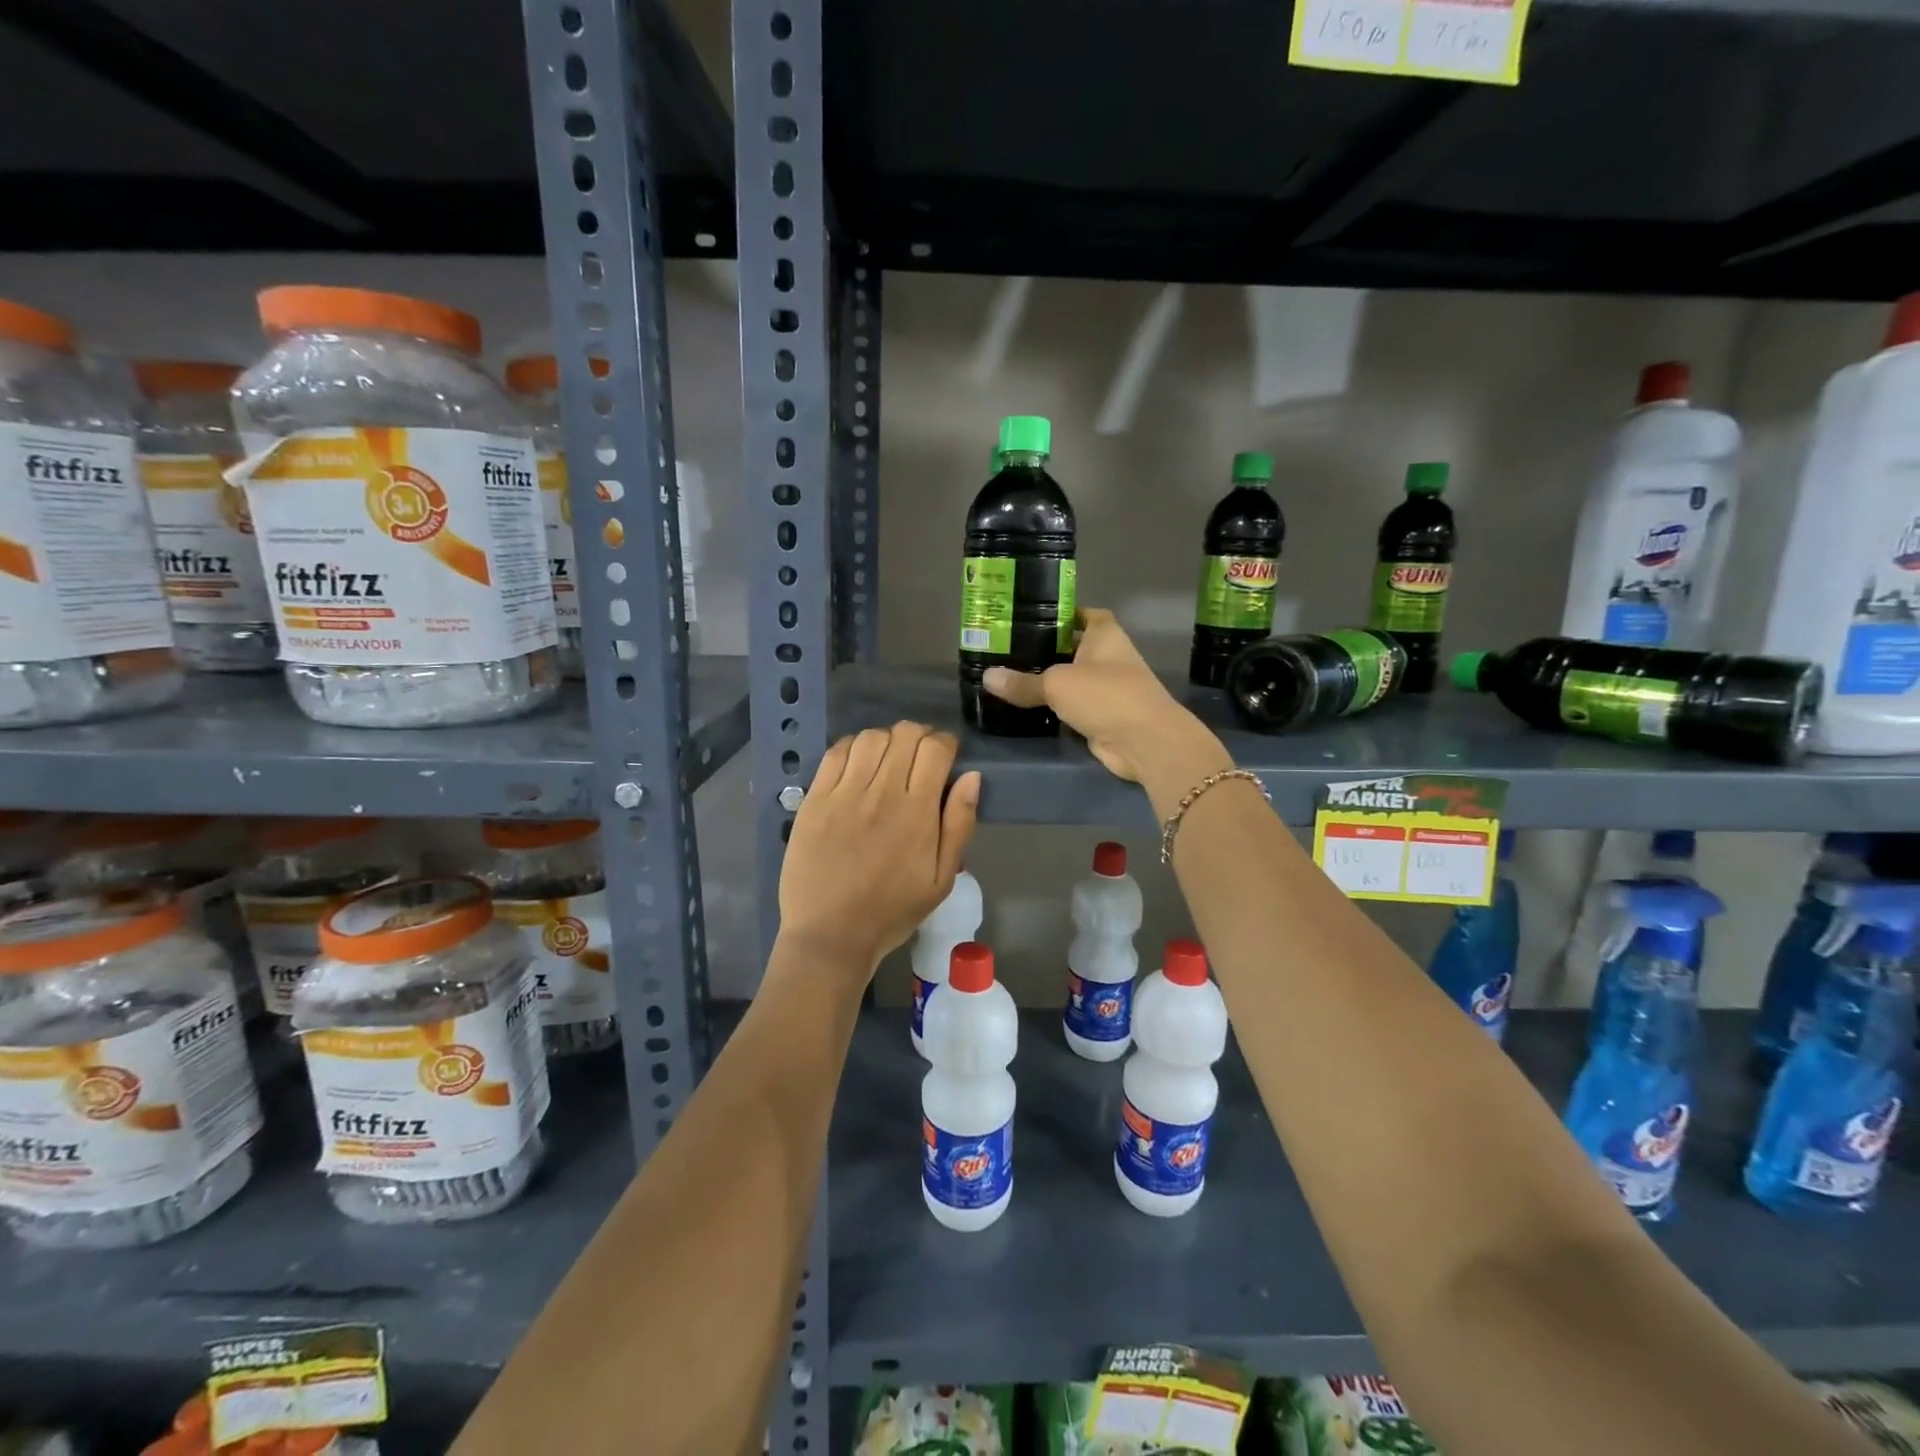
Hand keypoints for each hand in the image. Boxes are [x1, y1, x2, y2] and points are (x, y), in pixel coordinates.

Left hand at [778, 721, 980, 977]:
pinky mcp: (815, 799)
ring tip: (888, 760)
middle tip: (919, 757)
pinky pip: (835, 753)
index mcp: (917, 812)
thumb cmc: (892, 911)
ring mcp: (843, 793)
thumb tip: (971, 776)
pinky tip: (858, 765)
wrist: (831, 935)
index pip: (935, 749)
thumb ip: (959, 824)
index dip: (945, 743)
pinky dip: (853, 747)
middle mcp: (881, 793)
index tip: (946, 757)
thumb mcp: (941, 879)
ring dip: (886, 740)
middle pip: (904, 734)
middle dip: (919, 737)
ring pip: (870, 737)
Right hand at [984, 608, 1224, 782]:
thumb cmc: (1105, 695)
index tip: (1029, 617)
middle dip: (1044, 649)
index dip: (1060, 613)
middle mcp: (1108, 657)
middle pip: (1072, 647)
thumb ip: (1023, 682)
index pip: (1082, 614)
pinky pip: (1072, 707)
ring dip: (1048, 681)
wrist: (1144, 741)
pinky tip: (1026, 706)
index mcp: (1104, 634)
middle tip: (1006, 649)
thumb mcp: (1057, 684)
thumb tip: (987, 677)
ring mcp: (1107, 688)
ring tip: (1008, 677)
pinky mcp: (1102, 716)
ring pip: (1071, 679)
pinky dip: (1054, 708)